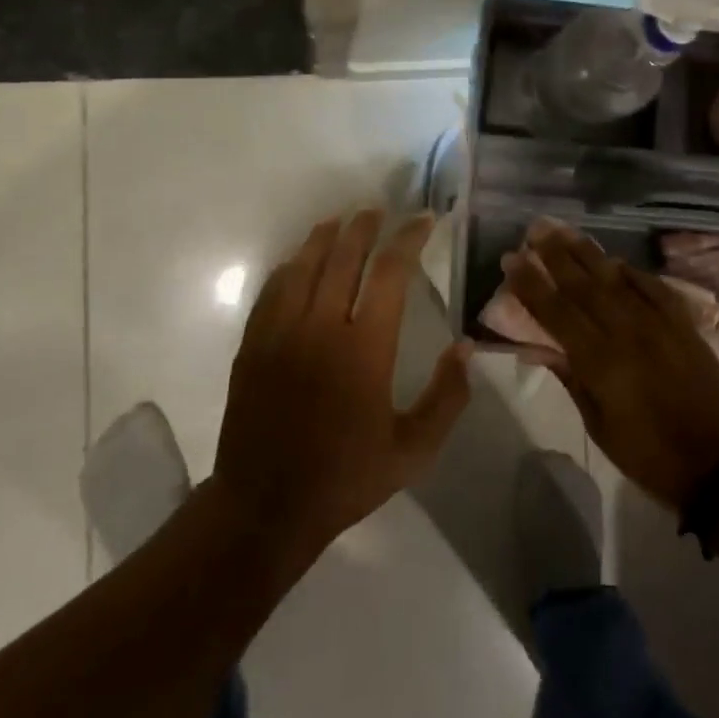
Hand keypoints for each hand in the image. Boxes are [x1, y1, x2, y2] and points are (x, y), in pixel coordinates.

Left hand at [213, 210, 472, 554]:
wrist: (264, 507)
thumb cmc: (345, 478)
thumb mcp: (413, 451)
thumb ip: (446, 398)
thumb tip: (465, 348)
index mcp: (364, 349)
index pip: (390, 273)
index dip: (409, 239)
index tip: (423, 220)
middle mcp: (321, 327)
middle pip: (343, 256)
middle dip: (365, 226)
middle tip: (379, 210)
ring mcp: (280, 332)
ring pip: (304, 264)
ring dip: (325, 236)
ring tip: (342, 221)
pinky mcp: (253, 343)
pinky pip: (273, 288)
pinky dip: (291, 265)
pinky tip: (300, 261)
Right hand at [505, 226, 718, 507]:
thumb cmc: (650, 455)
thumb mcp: (599, 427)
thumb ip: (572, 380)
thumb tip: (543, 347)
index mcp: (600, 362)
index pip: (556, 312)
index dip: (531, 285)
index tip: (512, 260)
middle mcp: (627, 332)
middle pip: (584, 286)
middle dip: (555, 256)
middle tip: (535, 231)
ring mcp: (658, 324)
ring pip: (616, 279)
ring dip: (588, 254)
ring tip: (566, 232)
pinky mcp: (683, 326)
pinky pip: (654, 288)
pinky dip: (633, 273)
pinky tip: (617, 261)